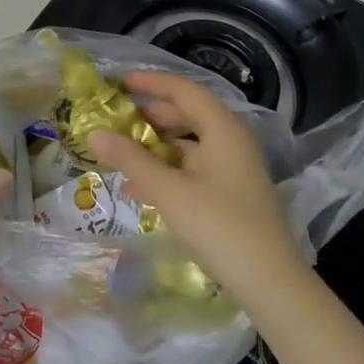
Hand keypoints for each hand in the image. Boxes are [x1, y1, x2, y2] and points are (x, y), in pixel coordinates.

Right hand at [86, 72, 314, 315]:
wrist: (268, 280)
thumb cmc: (218, 225)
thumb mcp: (168, 190)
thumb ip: (130, 159)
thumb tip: (95, 133)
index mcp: (223, 130)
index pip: (185, 91)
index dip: (152, 83)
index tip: (120, 83)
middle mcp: (232, 142)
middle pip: (188, 116)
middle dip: (150, 116)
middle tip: (116, 119)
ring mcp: (233, 170)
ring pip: (189, 146)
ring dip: (155, 148)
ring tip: (120, 155)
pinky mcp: (231, 195)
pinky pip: (193, 171)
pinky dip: (167, 172)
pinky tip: (139, 189)